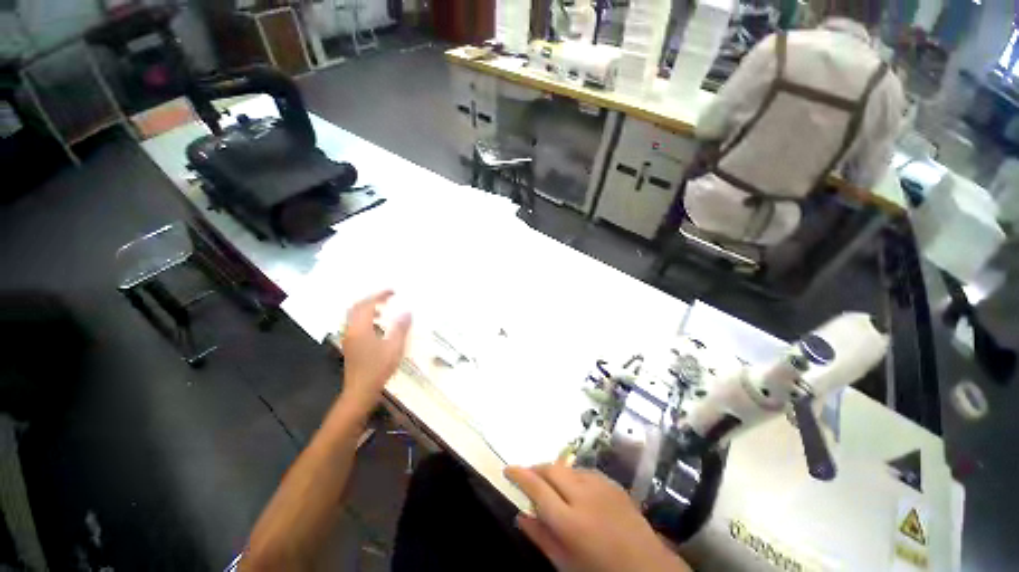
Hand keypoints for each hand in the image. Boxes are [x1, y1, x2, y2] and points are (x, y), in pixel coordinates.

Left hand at [335, 290, 411, 412]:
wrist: (360, 391)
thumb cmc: (378, 368)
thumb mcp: (394, 347)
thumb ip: (401, 328)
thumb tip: (407, 311)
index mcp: (360, 329)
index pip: (367, 305)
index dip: (379, 295)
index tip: (393, 292)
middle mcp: (351, 330)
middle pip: (356, 308)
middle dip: (371, 299)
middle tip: (387, 298)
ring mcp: (349, 338)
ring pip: (354, 316)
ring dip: (368, 308)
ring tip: (384, 309)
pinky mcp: (350, 345)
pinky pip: (356, 324)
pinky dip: (366, 318)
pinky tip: (378, 326)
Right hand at [505, 464, 690, 571]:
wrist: (648, 569)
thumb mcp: (566, 564)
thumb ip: (541, 537)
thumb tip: (520, 515)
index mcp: (569, 521)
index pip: (536, 487)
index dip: (519, 474)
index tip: (508, 469)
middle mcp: (584, 495)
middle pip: (551, 469)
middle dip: (536, 469)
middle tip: (528, 478)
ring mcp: (601, 485)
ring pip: (567, 467)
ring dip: (554, 472)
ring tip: (551, 486)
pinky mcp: (612, 482)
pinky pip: (584, 471)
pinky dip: (572, 475)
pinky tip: (574, 488)